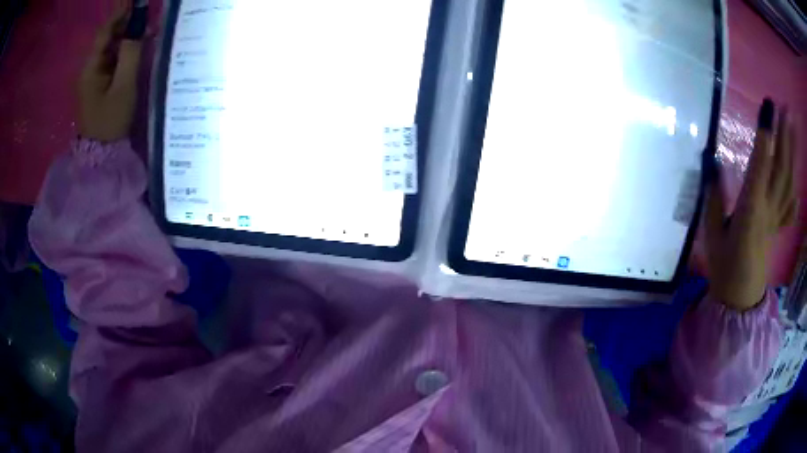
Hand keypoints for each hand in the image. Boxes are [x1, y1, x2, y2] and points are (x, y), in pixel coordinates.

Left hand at [78, 3, 141, 141]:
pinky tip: (133, 52)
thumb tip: (138, 28)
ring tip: (143, 34)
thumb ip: (130, 54)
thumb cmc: (111, 121)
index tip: (139, 5)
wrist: (100, 154)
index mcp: (91, 67)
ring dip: (125, 38)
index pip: (105, 32)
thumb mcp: (124, 87)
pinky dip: (122, 52)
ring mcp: (91, 77)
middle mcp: (89, 68)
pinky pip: (110, 60)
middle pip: (107, 38)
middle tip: (145, 21)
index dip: (121, 15)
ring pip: (109, 48)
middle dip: (125, 26)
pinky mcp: (96, 85)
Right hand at [705, 99, 796, 310]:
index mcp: (751, 210)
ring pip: (788, 182)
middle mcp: (768, 210)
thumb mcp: (712, 232)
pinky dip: (795, 191)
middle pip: (780, 169)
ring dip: (792, 153)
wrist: (738, 298)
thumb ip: (714, 196)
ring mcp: (775, 219)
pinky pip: (790, 208)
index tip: (768, 107)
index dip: (766, 135)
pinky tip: (796, 179)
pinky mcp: (777, 229)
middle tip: (785, 108)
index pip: (761, 165)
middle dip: (784, 136)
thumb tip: (710, 160)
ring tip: (792, 128)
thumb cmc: (723, 266)